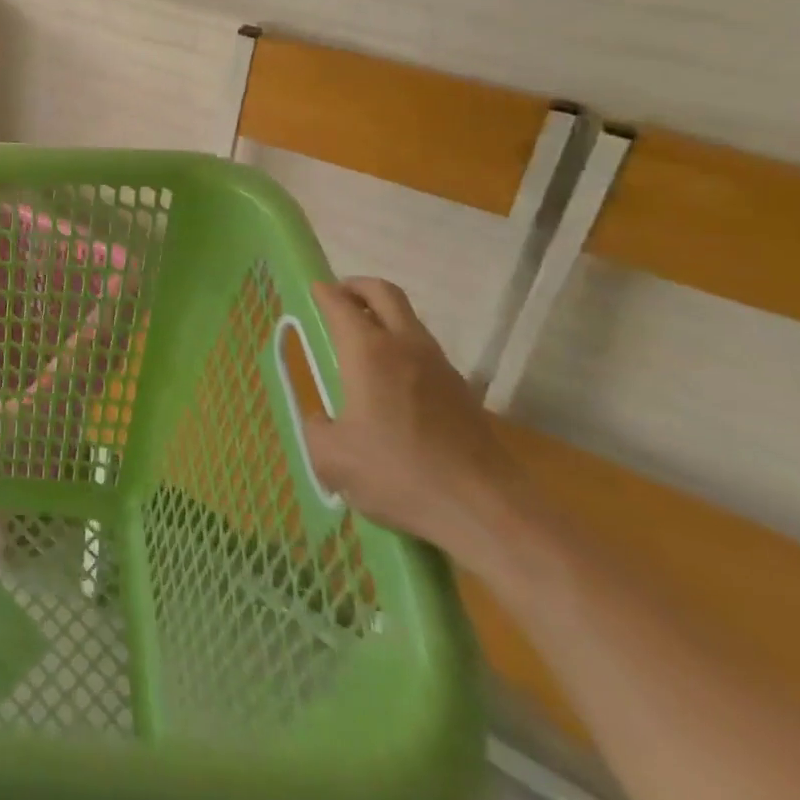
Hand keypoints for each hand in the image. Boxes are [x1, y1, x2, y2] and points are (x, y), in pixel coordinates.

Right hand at [302, 278, 528, 562]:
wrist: (489, 512)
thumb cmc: (400, 476)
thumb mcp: (333, 459)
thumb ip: (316, 430)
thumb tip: (321, 420)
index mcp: (368, 351)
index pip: (339, 302)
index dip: (322, 292)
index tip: (310, 293)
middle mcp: (405, 346)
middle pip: (383, 292)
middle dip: (356, 287)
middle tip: (338, 299)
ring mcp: (441, 367)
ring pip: (409, 320)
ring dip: (384, 318)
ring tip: (362, 345)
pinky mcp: (464, 393)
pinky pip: (426, 352)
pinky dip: (404, 349)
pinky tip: (393, 386)